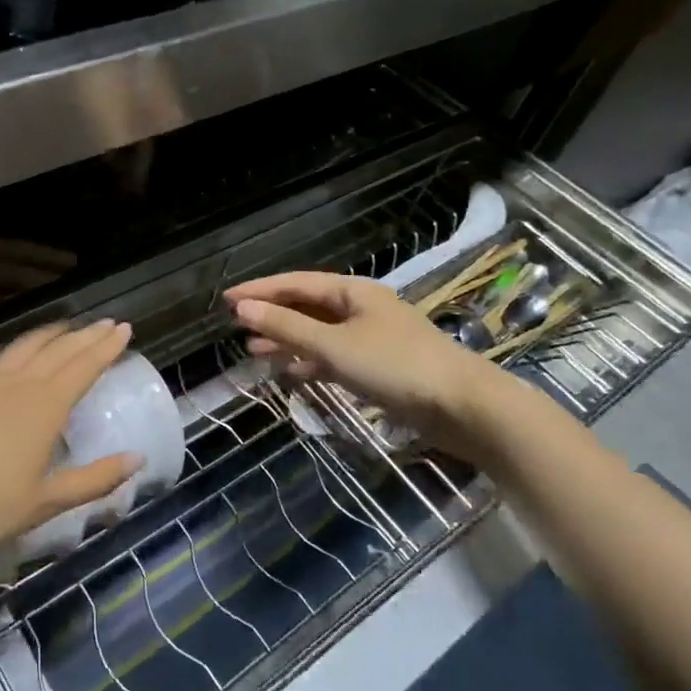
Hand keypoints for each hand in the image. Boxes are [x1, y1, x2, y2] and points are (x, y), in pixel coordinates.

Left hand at [0, 320, 140, 552]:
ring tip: (66, 326)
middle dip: (86, 334)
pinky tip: (7, 350)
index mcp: (46, 406)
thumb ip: (95, 479)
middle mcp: (18, 382)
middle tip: (106, 323)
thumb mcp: (47, 502)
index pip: (84, 366)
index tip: (125, 329)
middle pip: (59, 349)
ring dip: (49, 333)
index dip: (106, 346)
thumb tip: (137, 459)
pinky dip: (7, 348)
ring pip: (24, 345)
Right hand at [224, 272, 508, 458]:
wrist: (464, 407)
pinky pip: (334, 354)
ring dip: (288, 339)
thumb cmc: (395, 367)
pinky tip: (292, 372)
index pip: (295, 283)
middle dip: (272, 314)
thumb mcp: (333, 346)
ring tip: (254, 350)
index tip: (226, 299)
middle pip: (307, 305)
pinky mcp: (381, 365)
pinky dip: (311, 360)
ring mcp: (373, 336)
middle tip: (236, 324)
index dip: (259, 290)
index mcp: (352, 291)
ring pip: (319, 331)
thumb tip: (242, 309)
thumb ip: (287, 328)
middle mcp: (361, 307)